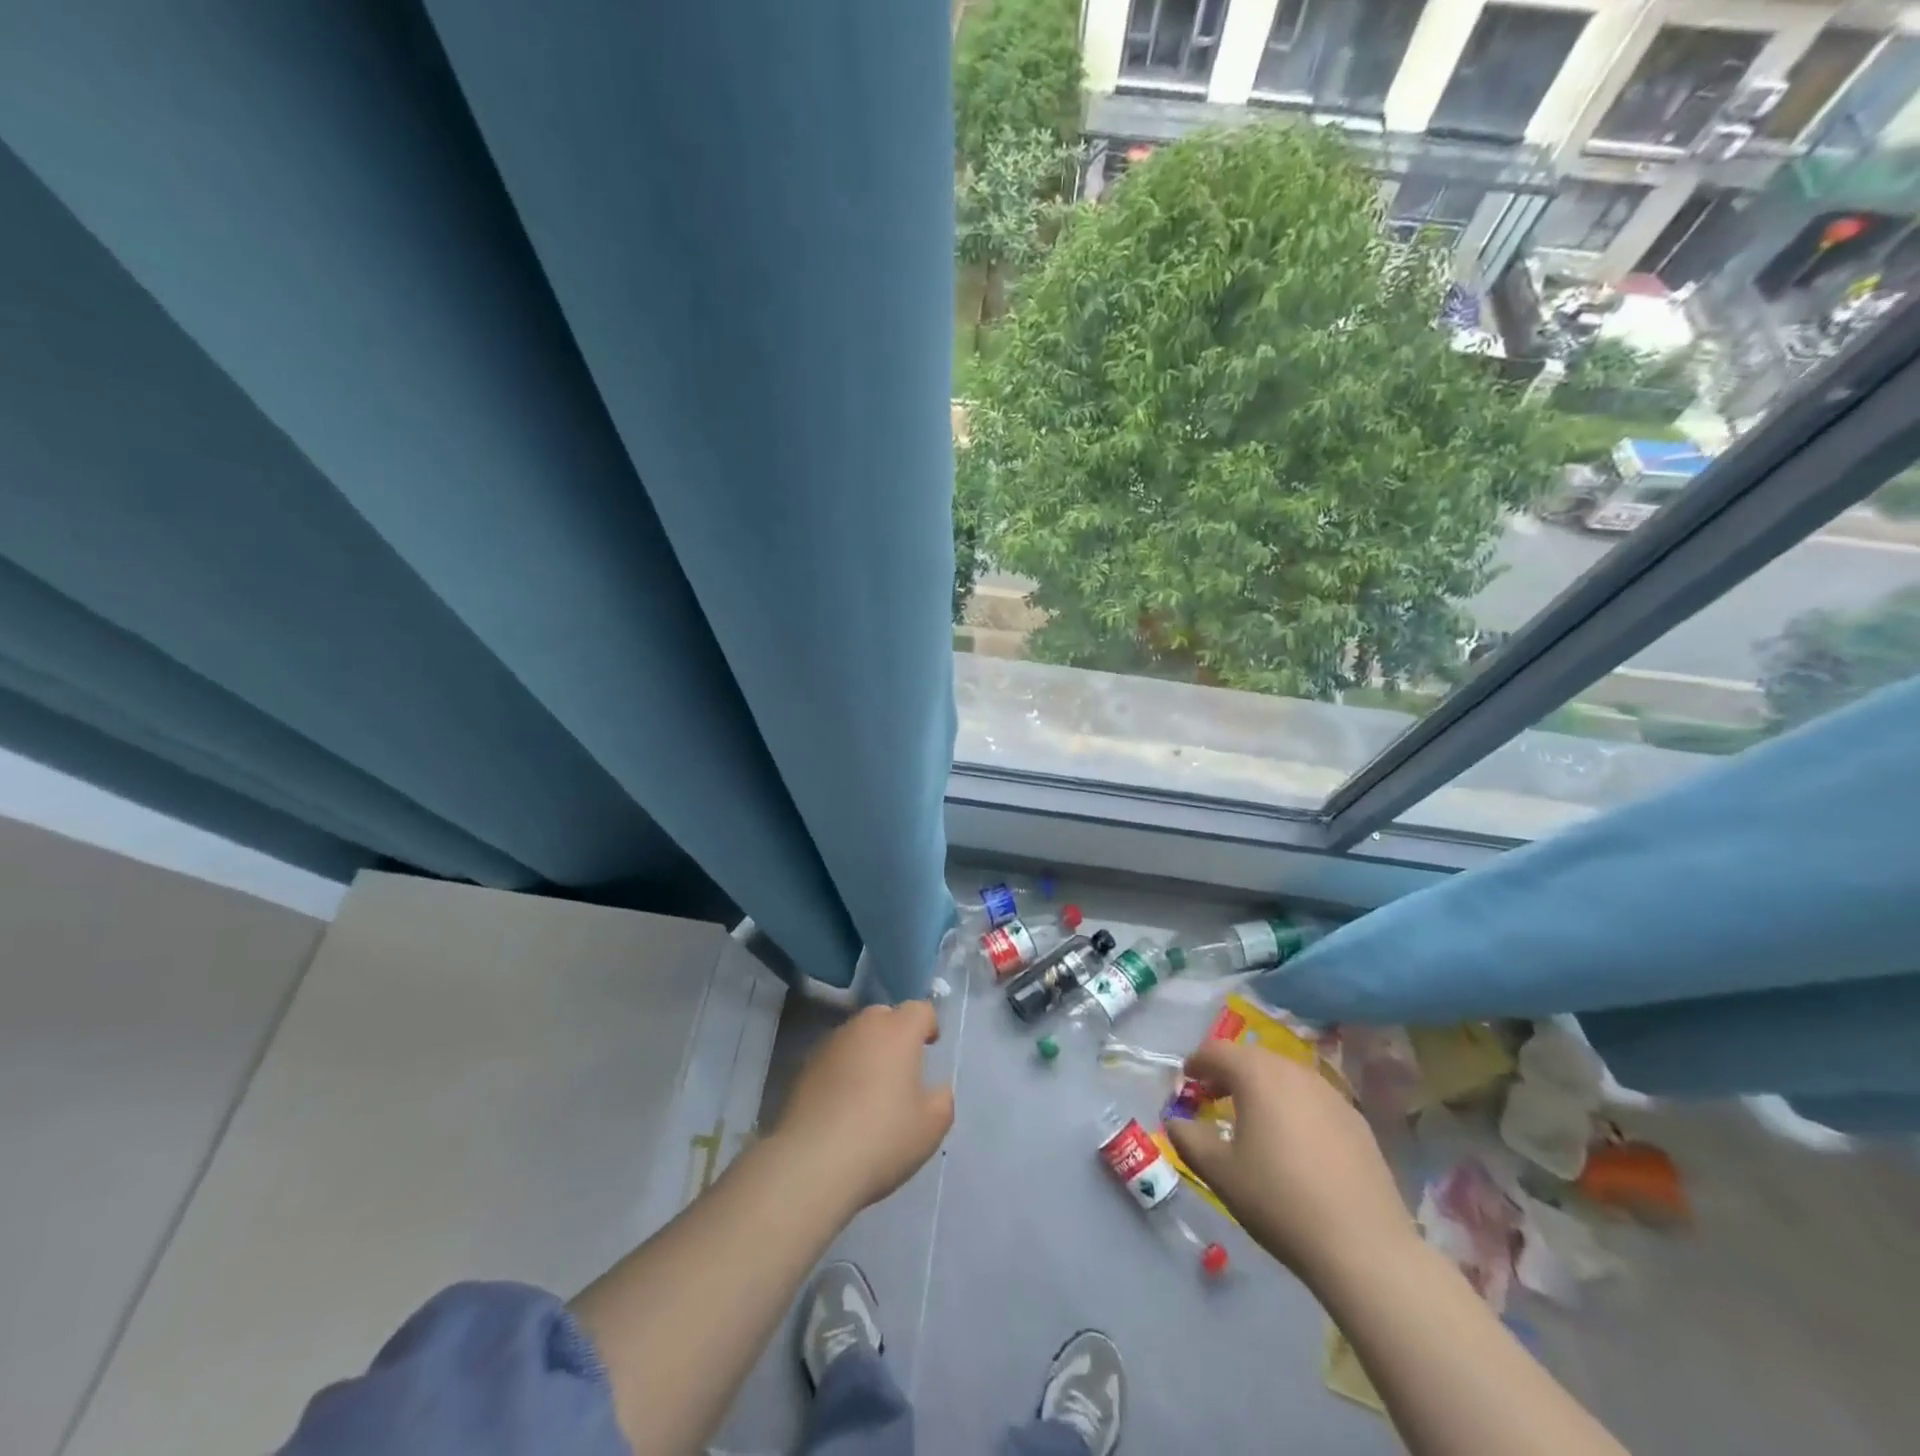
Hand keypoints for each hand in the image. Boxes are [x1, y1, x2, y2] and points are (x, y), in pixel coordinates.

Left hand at [772, 1002, 953, 1213]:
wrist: (811, 1163)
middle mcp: (862, 1027)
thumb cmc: (882, 1138)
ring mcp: (829, 1045)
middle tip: (902, 1068)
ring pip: (855, 1035)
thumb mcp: (931, 1127)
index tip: (930, 1046)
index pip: (919, 1009)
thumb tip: (935, 1089)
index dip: (928, 1024)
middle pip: (884, 1016)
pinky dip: (842, 1070)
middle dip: (896, 1033)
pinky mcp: (803, 1067)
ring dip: (867, 1051)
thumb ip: (941, 1099)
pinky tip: (842, 1105)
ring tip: (870, 1088)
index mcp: (898, 1032)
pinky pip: (833, 1058)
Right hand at [1165, 1038, 1414, 1284]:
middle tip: (1213, 1096)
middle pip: (1253, 1058)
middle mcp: (1294, 1072)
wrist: (1365, 1248)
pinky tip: (1294, 1142)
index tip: (1186, 1080)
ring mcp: (1331, 1095)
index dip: (1196, 1063)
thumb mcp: (1220, 1173)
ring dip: (1262, 1087)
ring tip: (1253, 1117)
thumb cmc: (1279, 1201)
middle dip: (1229, 1072)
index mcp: (1257, 1075)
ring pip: (1286, 1076)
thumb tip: (1175, 1121)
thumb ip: (1189, 1139)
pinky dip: (1293, 1106)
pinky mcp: (1357, 1122)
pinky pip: (1313, 1099)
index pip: (1217, 1052)